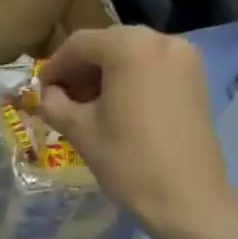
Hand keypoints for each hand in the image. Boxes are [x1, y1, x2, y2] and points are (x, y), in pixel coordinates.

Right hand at [37, 27, 233, 238]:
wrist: (187, 198)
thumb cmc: (127, 160)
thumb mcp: (79, 130)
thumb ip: (54, 103)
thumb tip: (48, 94)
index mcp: (129, 47)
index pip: (79, 44)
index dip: (55, 67)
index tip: (41, 91)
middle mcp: (161, 40)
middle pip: (107, 44)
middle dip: (81, 68)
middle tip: (62, 98)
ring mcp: (184, 58)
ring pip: (131, 54)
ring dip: (105, 73)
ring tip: (89, 105)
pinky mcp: (196, 77)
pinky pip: (153, 66)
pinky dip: (131, 78)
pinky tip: (118, 106)